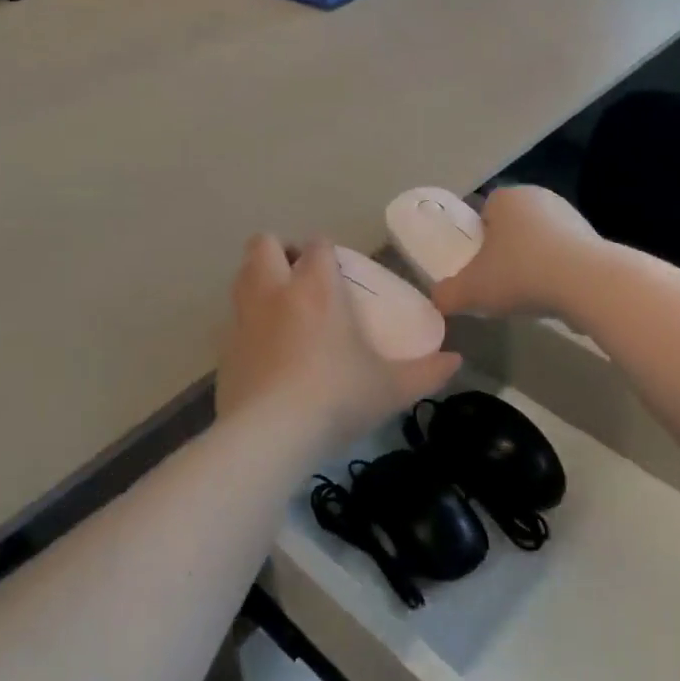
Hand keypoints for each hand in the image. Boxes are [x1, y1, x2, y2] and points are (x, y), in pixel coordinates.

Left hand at [216, 236, 460, 447]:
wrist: (271, 435)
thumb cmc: (337, 398)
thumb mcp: (391, 388)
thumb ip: (427, 372)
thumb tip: (456, 361)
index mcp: (316, 288)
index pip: (317, 245)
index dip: (325, 251)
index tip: (335, 270)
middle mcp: (275, 292)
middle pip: (263, 245)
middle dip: (279, 252)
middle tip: (298, 278)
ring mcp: (244, 319)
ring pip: (241, 276)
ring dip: (257, 280)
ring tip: (280, 307)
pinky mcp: (224, 349)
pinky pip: (232, 321)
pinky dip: (246, 324)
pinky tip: (264, 351)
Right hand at [434, 187, 606, 321]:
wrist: (589, 285)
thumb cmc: (521, 274)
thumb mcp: (472, 290)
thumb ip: (448, 294)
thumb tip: (437, 300)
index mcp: (508, 198)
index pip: (484, 210)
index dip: (477, 237)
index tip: (476, 265)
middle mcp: (540, 198)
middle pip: (513, 225)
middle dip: (505, 250)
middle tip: (497, 281)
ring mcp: (571, 216)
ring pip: (540, 240)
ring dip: (533, 262)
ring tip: (526, 294)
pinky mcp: (594, 240)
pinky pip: (565, 256)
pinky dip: (557, 273)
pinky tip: (554, 296)